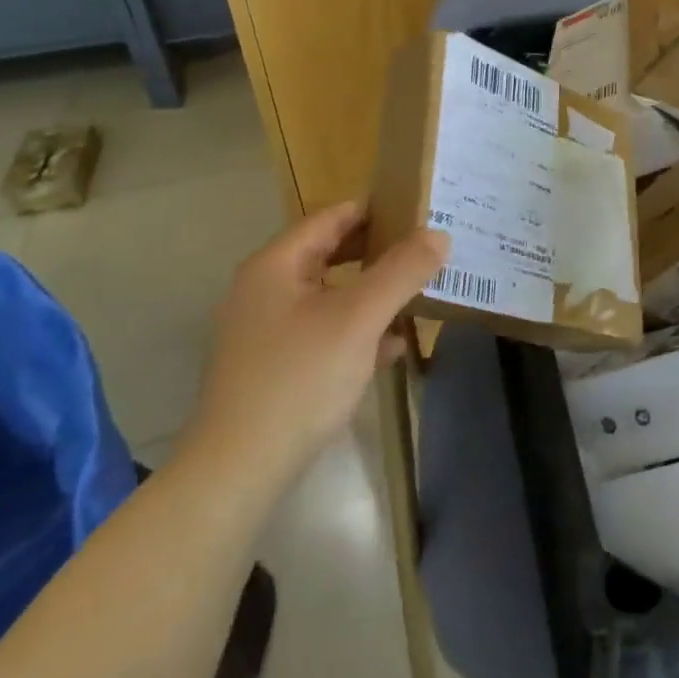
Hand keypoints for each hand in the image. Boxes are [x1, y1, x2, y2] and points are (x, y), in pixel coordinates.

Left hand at [184, 202, 448, 479]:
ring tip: (417, 293)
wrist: (239, 469)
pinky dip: (356, 330)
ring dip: (370, 293)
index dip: (373, 209)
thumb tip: (439, 234)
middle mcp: (264, 290)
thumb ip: (401, 271)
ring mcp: (264, 332)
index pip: (329, 218)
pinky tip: (391, 347)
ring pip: (328, 296)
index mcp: (275, 266)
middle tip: (423, 249)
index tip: (415, 208)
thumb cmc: (299, 378)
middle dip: (377, 252)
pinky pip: (322, 332)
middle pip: (328, 255)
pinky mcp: (272, 368)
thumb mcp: (359, 318)